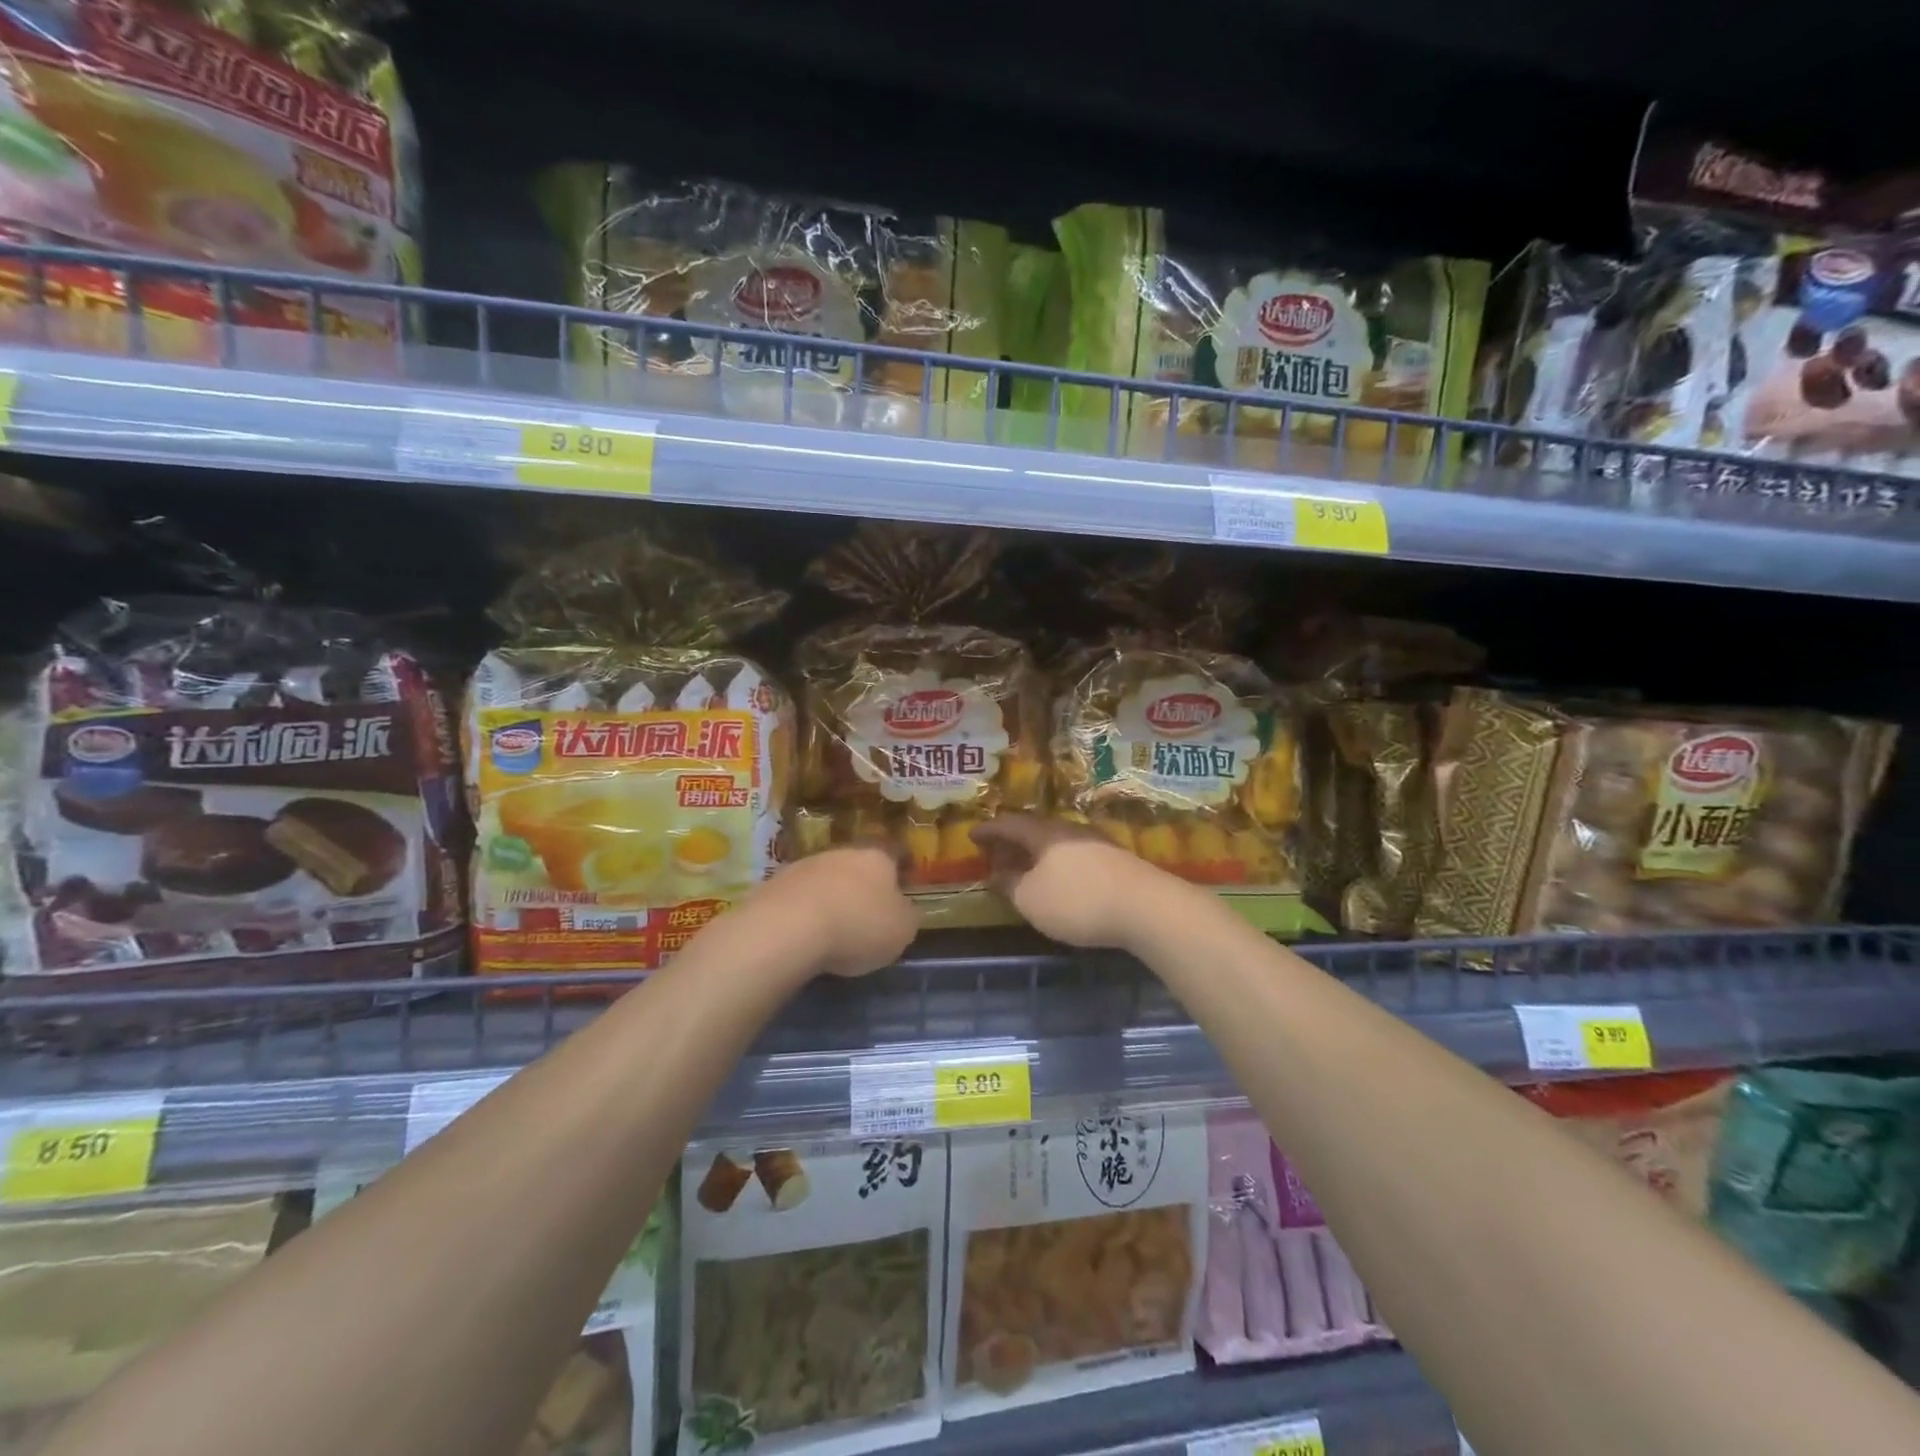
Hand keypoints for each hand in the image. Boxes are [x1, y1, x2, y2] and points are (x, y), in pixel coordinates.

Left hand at [752, 845, 920, 977]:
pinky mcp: (774, 884)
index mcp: (878, 858)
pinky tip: (803, 936)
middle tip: (865, 918)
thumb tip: (906, 910)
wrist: (788, 928)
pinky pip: (798, 898)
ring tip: (832, 931)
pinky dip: (803, 913)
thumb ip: (908, 917)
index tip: (901, 896)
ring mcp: (805, 865)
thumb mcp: (902, 931)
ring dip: (830, 899)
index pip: (895, 857)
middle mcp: (842, 852)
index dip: (899, 876)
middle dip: (861, 889)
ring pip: (825, 880)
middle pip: (857, 867)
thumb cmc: (858, 926)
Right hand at [971, 814, 1178, 949]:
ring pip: (1057, 843)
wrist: (1146, 907)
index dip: (989, 830)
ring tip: (1025, 867)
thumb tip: (995, 875)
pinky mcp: (1116, 861)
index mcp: (1044, 834)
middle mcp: (1069, 830)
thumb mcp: (1032, 900)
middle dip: (1013, 842)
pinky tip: (1059, 878)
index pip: (1009, 825)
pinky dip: (1058, 863)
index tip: (972, 835)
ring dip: (1037, 853)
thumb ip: (1010, 886)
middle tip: (996, 853)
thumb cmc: (1078, 901)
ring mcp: (1096, 843)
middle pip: (1035, 830)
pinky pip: (1075, 855)